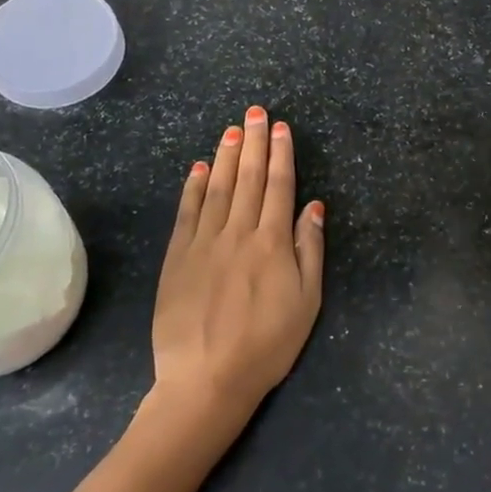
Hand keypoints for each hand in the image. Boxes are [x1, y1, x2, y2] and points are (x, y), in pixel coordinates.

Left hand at [152, 106, 324, 423]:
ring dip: (226, 156)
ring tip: (231, 129)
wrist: (207, 379)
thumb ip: (310, 250)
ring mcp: (204, 243)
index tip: (280, 128)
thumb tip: (314, 206)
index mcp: (272, 243)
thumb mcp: (307, 303)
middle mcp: (238, 232)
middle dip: (253, 142)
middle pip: (249, 178)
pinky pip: (187, 213)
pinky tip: (198, 167)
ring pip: (217, 188)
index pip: (279, 187)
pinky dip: (193, 187)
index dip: (281, 154)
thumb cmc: (267, 345)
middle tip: (255, 112)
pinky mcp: (177, 257)